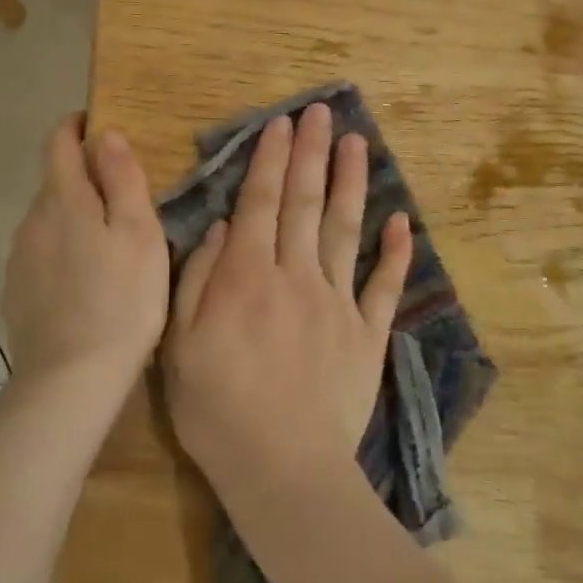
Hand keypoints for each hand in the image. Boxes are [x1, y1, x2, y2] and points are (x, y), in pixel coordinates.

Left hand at [2, 114, 168, 392]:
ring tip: (107, 242)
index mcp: (64, 198)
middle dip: (83, 177)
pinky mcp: (16, 288)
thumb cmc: (121, 300)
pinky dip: (62, 248)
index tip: (97, 124)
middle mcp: (32, 218)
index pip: (59, 142)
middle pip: (55, 180)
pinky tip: (84, 278)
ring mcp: (19, 255)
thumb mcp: (140, 233)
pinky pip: (40, 250)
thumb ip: (122, 178)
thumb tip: (105, 134)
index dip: (75, 126)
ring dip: (73, 215)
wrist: (71, 377)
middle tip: (122, 197)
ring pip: (48, 217)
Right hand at [163, 101, 412, 497]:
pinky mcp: (367, 334)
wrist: (282, 469)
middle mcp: (295, 276)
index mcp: (247, 277)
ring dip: (352, 183)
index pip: (261, 203)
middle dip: (312, 154)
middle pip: (305, 203)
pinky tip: (402, 220)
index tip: (283, 124)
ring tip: (357, 143)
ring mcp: (337, 303)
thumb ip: (198, 280)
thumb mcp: (180, 345)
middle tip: (321, 113)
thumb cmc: (218, 409)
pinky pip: (384, 285)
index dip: (272, 160)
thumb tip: (222, 228)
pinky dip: (395, 252)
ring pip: (346, 230)